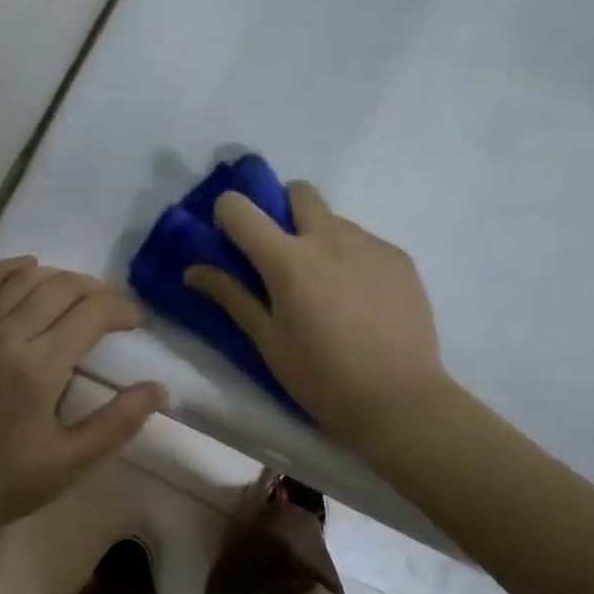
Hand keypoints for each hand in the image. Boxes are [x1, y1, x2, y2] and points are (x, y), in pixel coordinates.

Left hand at [0, 257, 167, 540]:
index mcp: (38, 367)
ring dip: (60, 277)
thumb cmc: (7, 482)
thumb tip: (159, 389)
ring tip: (84, 294)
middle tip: (117, 311)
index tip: (138, 323)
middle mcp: (6, 336)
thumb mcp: (71, 462)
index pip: (90, 314)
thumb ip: (118, 422)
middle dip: (97, 291)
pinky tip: (28, 266)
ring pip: (24, 280)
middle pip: (60, 288)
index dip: (121, 310)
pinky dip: (4, 269)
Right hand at [183, 182, 448, 451]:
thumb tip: (192, 270)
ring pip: (333, 219)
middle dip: (282, 208)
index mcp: (288, 259)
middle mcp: (328, 237)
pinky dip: (351, 257)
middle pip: (298, 191)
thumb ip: (232, 297)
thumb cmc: (322, 378)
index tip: (231, 238)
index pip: (239, 208)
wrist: (401, 402)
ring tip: (327, 286)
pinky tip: (360, 299)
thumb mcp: (268, 342)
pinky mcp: (399, 257)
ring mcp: (368, 243)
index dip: (227, 214)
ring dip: (319, 237)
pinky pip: (364, 241)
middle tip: (281, 252)